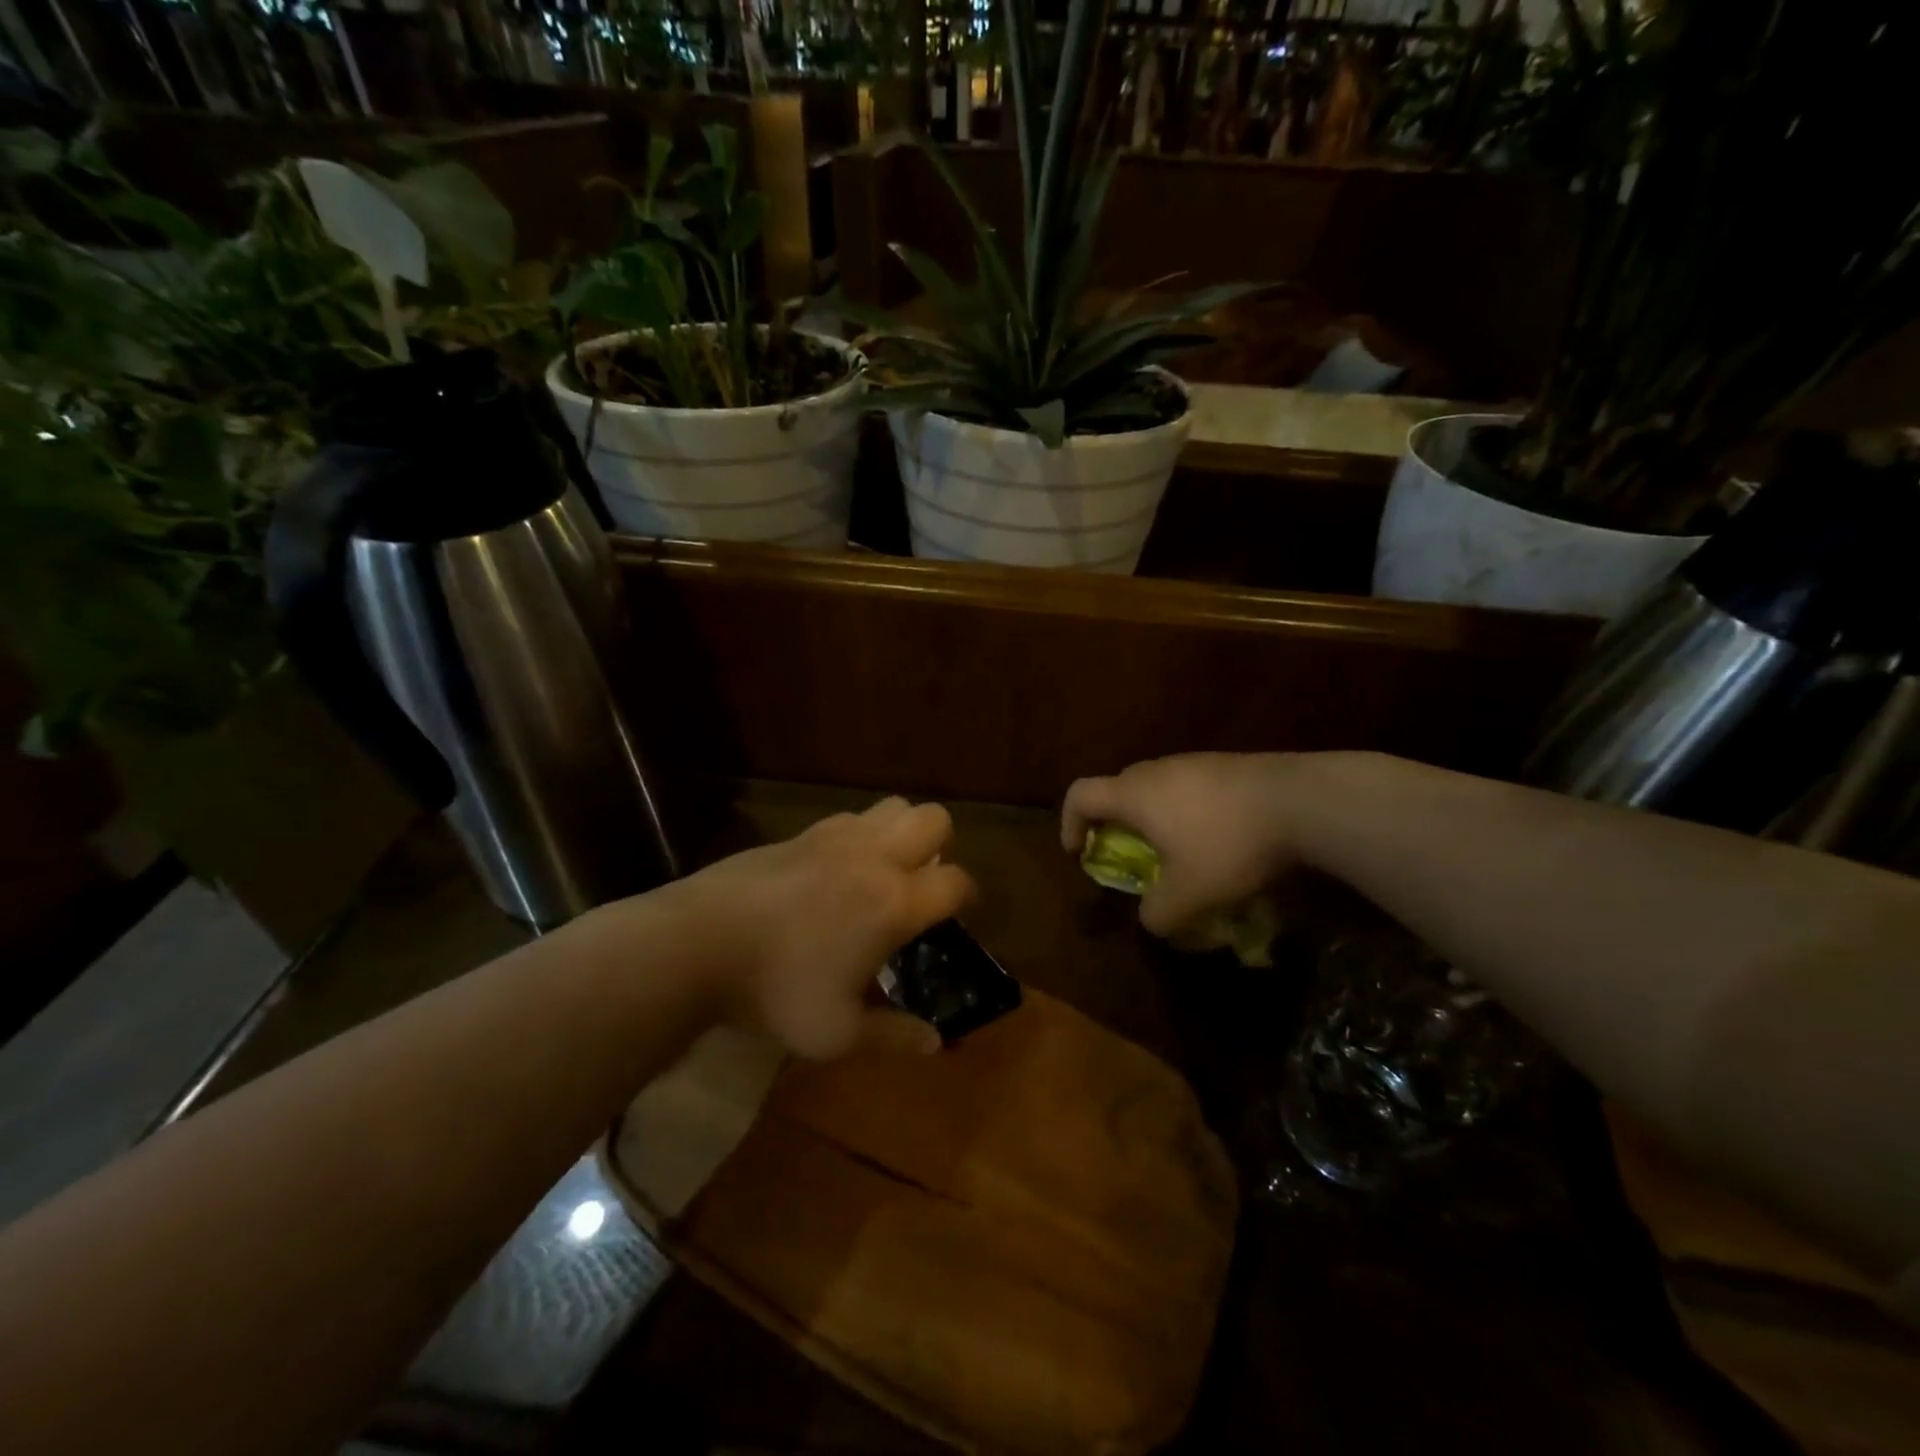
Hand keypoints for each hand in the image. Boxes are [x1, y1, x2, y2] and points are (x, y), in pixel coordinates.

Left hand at [670, 797, 974, 1059]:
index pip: (957, 881)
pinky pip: (851, 817)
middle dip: (942, 847)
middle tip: (920, 885)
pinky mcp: (802, 832)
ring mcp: (837, 837)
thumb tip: (934, 1044)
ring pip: (894, 807)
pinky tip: (836, 870)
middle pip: (935, 820)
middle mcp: (875, 857)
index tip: (958, 918)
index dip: (967, 898)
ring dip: (902, 832)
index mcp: (894, 902)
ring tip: (882, 872)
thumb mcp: (837, 1033)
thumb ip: (892, 1035)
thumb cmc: (775, 991)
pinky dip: (861, 834)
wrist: (697, 943)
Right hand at [1062, 753, 1298, 937]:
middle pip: (1117, 790)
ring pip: (1157, 788)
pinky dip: (1188, 811)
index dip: (1069, 824)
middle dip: (1114, 824)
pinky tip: (1219, 838)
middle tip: (1131, 856)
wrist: (1301, 801)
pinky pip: (1190, 787)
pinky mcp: (1227, 765)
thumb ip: (1156, 913)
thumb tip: (1150, 918)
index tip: (1081, 853)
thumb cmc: (1227, 844)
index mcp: (1133, 794)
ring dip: (1155, 819)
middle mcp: (1156, 770)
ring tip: (1180, 852)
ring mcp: (1194, 762)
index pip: (1079, 795)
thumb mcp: (1188, 895)